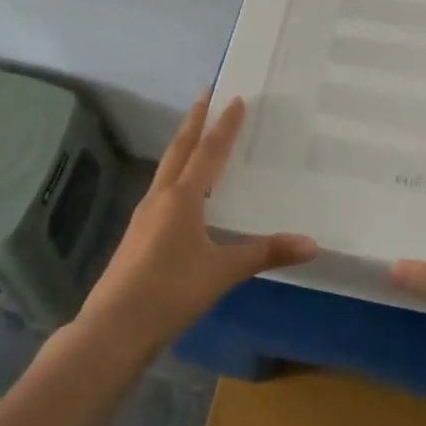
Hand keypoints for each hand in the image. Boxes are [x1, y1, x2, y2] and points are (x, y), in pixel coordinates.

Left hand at [78, 92, 316, 355]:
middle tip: (204, 95)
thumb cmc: (170, 292)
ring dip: (182, 147)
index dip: (223, 125)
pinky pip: (161, 191)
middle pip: (180, 150)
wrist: (112, 330)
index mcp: (182, 198)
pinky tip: (180, 194)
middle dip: (194, 121)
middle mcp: (161, 198)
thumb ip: (265, 254)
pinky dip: (175, 176)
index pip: (208, 151)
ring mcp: (144, 216)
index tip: (234, 97)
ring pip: (166, 169)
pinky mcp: (136, 237)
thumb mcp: (222, 273)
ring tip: (194, 136)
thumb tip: (312, 244)